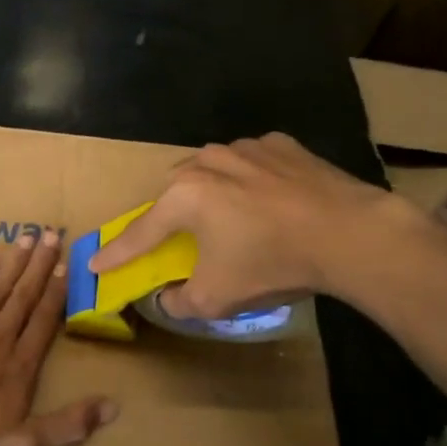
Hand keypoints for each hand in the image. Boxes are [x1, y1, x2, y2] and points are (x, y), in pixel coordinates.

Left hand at [0, 231, 115, 445]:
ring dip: (14, 263)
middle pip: (23, 296)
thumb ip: (69, 426)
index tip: (67, 265)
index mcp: (20, 365)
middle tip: (53, 233)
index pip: (44, 320)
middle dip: (40, 265)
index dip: (57, 292)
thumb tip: (114, 406)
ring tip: (28, 237)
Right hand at [89, 133, 412, 317]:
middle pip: (176, 193)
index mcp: (184, 196)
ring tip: (235, 221)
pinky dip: (252, 182)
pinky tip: (271, 202)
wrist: (351, 233)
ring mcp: (246, 147)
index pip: (141, 232)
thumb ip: (179, 301)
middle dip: (173, 218)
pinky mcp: (283, 144)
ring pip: (214, 172)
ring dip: (214, 195)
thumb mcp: (217, 298)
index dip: (117, 253)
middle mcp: (207, 161)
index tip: (95, 263)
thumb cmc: (272, 263)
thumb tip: (168, 298)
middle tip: (183, 241)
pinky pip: (253, 164)